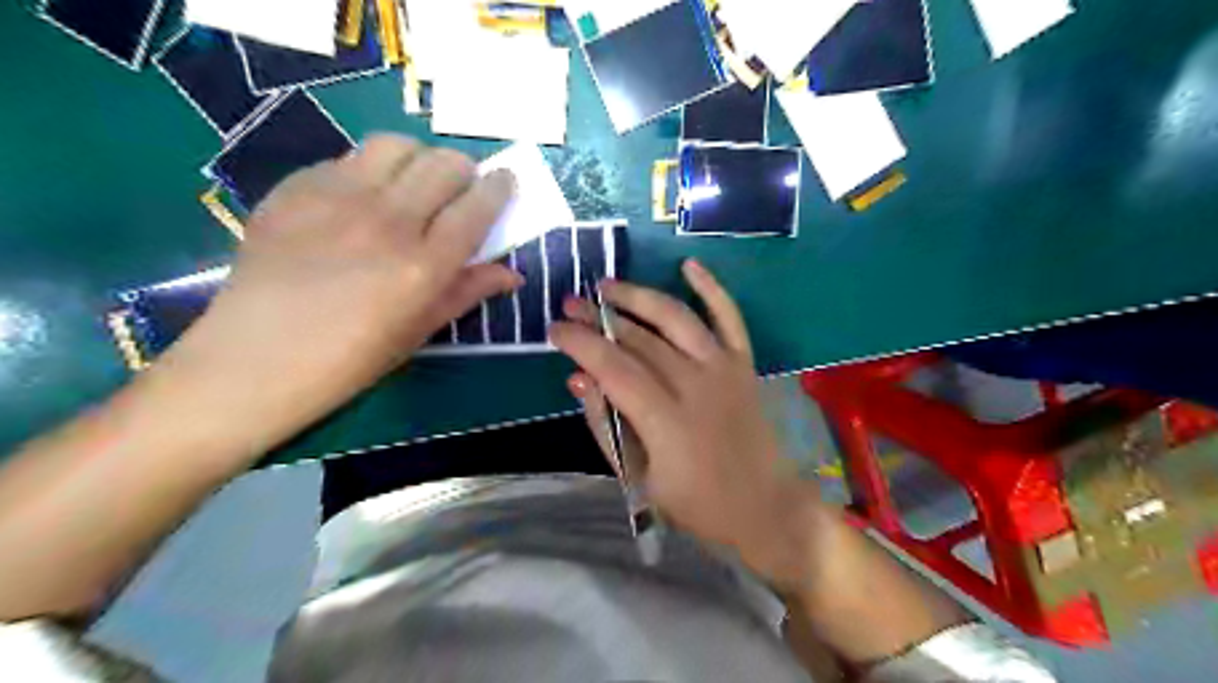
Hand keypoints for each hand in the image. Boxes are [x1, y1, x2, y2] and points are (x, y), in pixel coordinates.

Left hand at [154, 136, 516, 451]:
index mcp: (424, 265)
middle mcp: (387, 221)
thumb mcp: (420, 331)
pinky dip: (368, 170)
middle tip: (459, 190)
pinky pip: (346, 159)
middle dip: (463, 171)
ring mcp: (337, 199)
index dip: (499, 188)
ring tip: (413, 183)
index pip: (477, 205)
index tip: (504, 185)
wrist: (254, 360)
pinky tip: (360, 199)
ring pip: (395, 146)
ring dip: (417, 159)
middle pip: (443, 164)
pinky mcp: (295, 189)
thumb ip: (468, 292)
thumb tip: (511, 274)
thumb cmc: (350, 359)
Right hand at [553, 258, 826, 589]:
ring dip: (639, 297)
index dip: (580, 344)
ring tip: (608, 286)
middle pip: (639, 340)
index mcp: (666, 421)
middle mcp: (696, 385)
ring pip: (676, 319)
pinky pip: (729, 318)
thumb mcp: (640, 480)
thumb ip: (606, 428)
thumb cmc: (698, 505)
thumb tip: (579, 381)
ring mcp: (724, 369)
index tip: (554, 330)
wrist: (766, 508)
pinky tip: (688, 265)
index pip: (613, 367)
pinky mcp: (745, 364)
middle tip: (570, 304)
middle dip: (599, 318)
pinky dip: (711, 289)